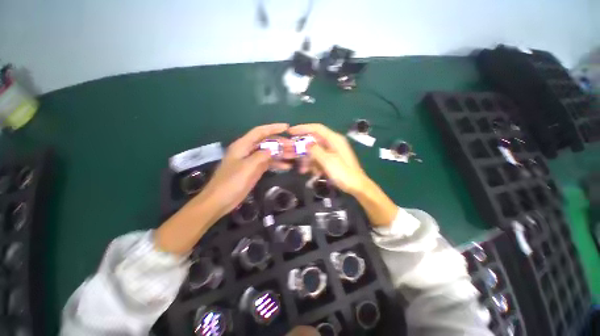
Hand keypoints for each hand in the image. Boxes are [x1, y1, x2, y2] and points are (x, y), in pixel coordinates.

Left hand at [196, 123, 290, 217]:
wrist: (220, 201)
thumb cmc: (231, 182)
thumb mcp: (247, 167)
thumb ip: (261, 156)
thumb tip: (273, 149)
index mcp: (242, 145)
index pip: (260, 132)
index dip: (273, 128)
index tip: (287, 127)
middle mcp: (248, 150)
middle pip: (266, 142)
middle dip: (280, 143)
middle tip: (294, 147)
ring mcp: (252, 161)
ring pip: (269, 153)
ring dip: (281, 154)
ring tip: (294, 156)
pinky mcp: (254, 170)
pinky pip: (268, 163)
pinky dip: (277, 164)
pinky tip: (287, 167)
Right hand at [288, 124, 397, 225]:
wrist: (357, 186)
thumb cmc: (343, 173)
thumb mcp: (327, 161)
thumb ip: (315, 150)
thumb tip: (306, 143)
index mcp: (334, 139)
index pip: (316, 128)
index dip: (303, 128)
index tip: (290, 131)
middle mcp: (333, 143)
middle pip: (314, 141)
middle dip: (303, 149)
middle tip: (293, 154)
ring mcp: (332, 152)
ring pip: (315, 152)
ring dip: (307, 160)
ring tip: (302, 170)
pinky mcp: (331, 160)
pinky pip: (319, 159)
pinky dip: (313, 165)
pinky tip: (310, 172)